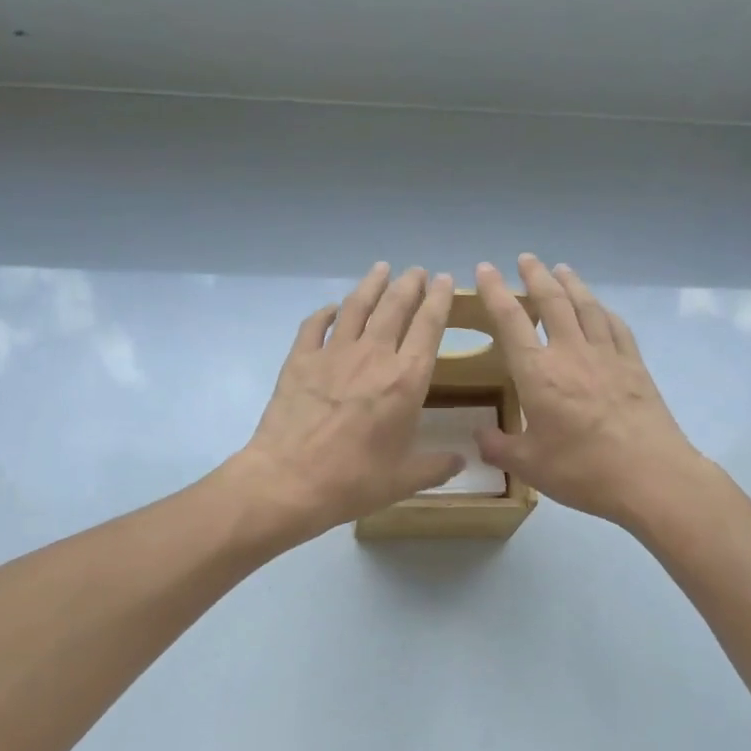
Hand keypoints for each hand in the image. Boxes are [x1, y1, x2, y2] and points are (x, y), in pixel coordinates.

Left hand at [231, 263, 462, 543]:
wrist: (289, 480)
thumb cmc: (353, 480)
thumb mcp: (404, 479)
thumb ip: (435, 466)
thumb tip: (461, 461)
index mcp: (406, 381)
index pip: (428, 327)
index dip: (439, 300)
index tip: (444, 280)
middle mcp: (373, 356)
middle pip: (394, 307)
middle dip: (409, 285)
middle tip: (416, 271)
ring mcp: (333, 354)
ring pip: (357, 307)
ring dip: (371, 285)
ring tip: (381, 269)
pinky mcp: (300, 360)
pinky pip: (314, 325)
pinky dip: (325, 313)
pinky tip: (331, 308)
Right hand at [474, 255, 703, 527]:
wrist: (650, 477)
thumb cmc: (582, 470)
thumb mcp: (529, 465)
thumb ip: (498, 447)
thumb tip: (478, 436)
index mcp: (538, 374)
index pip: (510, 320)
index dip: (494, 291)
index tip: (485, 269)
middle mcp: (571, 353)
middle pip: (552, 301)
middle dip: (536, 276)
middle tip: (525, 259)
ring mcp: (608, 356)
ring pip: (587, 307)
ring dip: (572, 284)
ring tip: (562, 269)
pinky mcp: (635, 367)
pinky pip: (617, 327)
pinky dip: (604, 311)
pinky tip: (601, 308)